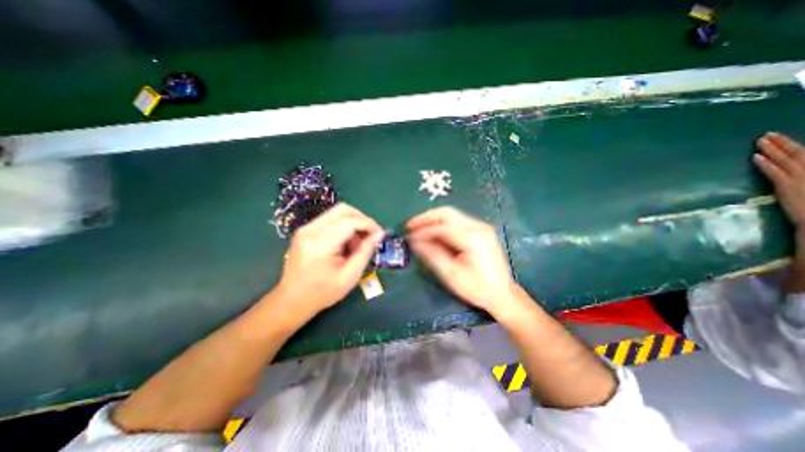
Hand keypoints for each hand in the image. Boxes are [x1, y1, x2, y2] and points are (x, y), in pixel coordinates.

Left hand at [273, 203, 383, 319]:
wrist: (292, 300)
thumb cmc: (322, 292)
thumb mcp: (350, 276)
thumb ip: (365, 251)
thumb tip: (379, 233)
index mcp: (320, 243)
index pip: (350, 221)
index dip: (369, 224)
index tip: (380, 234)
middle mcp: (310, 230)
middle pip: (343, 209)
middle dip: (362, 219)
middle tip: (371, 235)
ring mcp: (305, 228)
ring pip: (337, 212)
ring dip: (353, 222)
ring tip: (357, 243)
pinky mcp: (305, 230)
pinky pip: (330, 219)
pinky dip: (343, 226)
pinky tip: (346, 243)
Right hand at [406, 204, 518, 317]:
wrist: (503, 294)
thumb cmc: (478, 288)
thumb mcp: (452, 275)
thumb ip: (433, 255)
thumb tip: (415, 241)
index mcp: (474, 239)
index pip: (442, 227)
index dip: (423, 231)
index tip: (409, 236)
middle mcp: (478, 227)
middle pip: (447, 213)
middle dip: (426, 218)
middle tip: (410, 226)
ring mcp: (480, 227)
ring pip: (451, 215)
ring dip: (432, 220)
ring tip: (418, 229)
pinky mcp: (479, 230)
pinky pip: (456, 221)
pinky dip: (441, 225)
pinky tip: (432, 233)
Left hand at [760, 130, 804, 230]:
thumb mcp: (804, 185)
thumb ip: (798, 173)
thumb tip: (789, 167)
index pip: (803, 154)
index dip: (789, 144)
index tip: (776, 137)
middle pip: (796, 153)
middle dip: (781, 142)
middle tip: (766, 134)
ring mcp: (801, 178)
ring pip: (784, 159)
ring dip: (771, 149)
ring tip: (759, 141)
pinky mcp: (787, 186)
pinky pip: (775, 172)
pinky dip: (765, 164)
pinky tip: (755, 157)